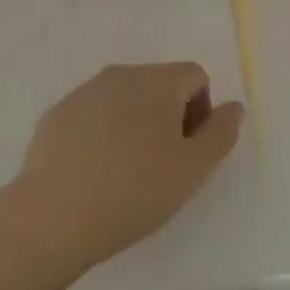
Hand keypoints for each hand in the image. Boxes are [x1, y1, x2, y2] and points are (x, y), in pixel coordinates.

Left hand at [4, 63, 244, 274]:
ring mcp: (82, 93)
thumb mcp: (194, 168)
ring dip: (135, 124)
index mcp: (156, 81)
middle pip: (158, 84)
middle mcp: (119, 75)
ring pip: (122, 99)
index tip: (190, 151)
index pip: (194, 76)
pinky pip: (92, 116)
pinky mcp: (55, 115)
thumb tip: (233, 107)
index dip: (202, 110)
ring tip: (127, 172)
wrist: (56, 214)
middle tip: (163, 165)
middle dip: (169, 116)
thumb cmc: (136, 190)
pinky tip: (95, 173)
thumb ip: (221, 132)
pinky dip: (102, 134)